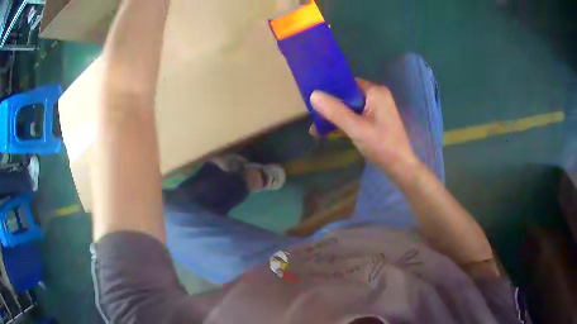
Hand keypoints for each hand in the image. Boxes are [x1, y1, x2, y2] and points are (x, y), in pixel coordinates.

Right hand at [310, 79, 419, 177]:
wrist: (399, 166)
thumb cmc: (381, 145)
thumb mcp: (356, 128)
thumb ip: (335, 111)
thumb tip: (313, 94)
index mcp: (375, 91)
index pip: (347, 83)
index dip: (329, 89)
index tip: (312, 98)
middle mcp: (376, 95)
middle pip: (347, 95)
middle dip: (329, 106)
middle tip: (312, 115)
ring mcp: (376, 108)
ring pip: (349, 107)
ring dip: (334, 116)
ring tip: (315, 128)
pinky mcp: (374, 119)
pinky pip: (354, 116)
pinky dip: (343, 122)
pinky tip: (327, 132)